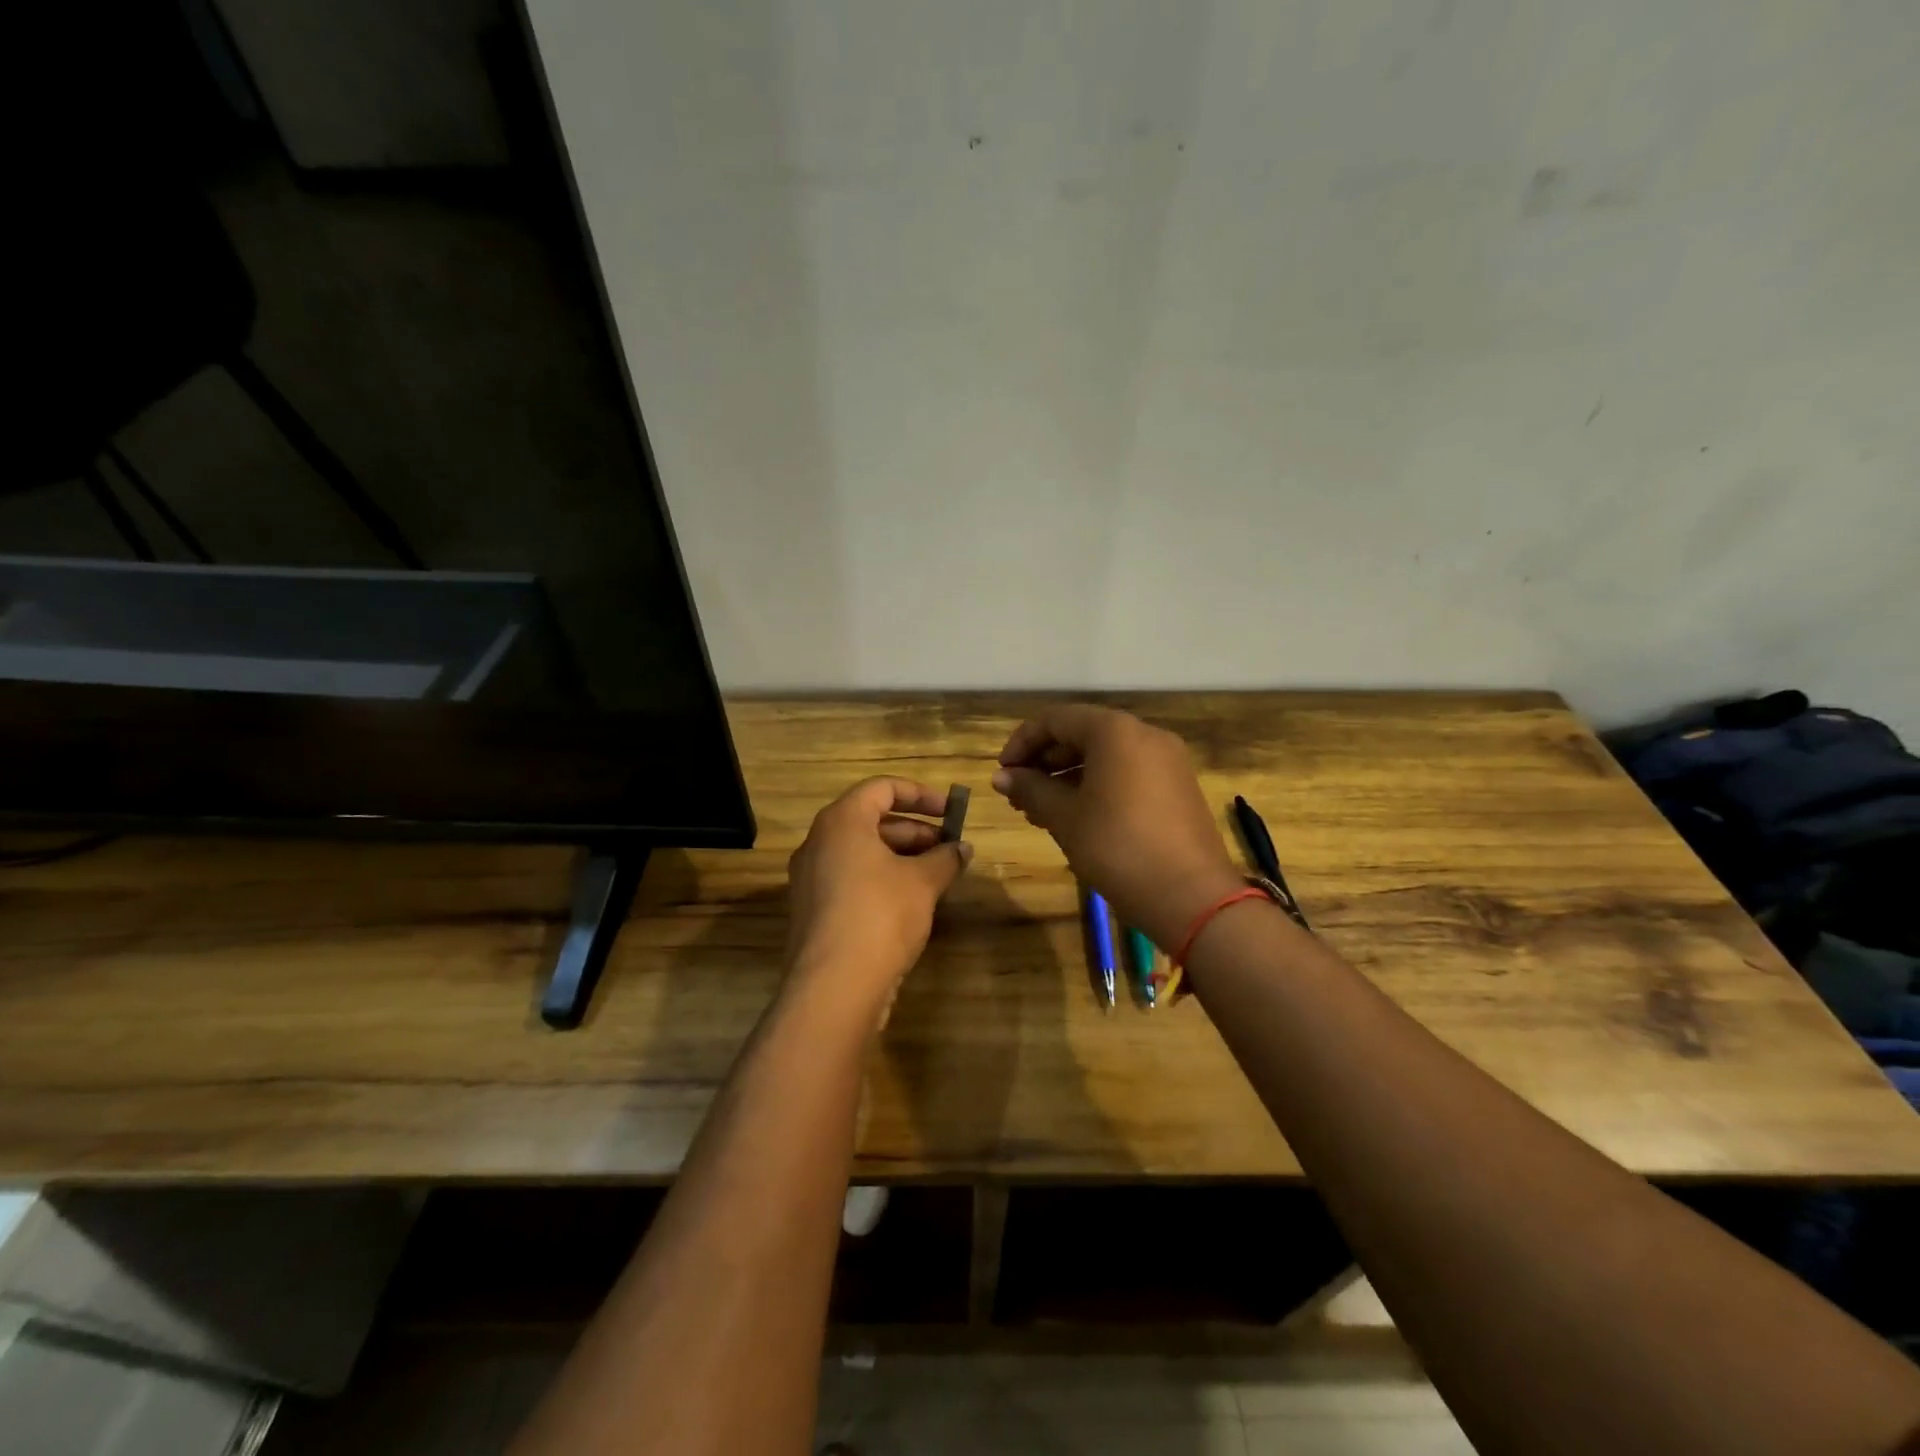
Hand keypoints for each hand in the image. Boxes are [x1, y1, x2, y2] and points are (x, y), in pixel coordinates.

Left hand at [784, 777, 971, 1024]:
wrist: (834, 987)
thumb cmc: (880, 915)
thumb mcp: (922, 882)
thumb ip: (945, 858)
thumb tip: (963, 848)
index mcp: (841, 822)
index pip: (882, 788)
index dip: (920, 794)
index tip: (950, 811)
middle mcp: (819, 843)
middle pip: (871, 820)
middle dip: (915, 831)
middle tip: (949, 848)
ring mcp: (811, 878)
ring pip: (862, 853)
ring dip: (901, 857)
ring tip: (938, 875)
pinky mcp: (814, 910)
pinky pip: (851, 879)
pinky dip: (882, 879)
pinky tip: (912, 902)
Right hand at [991, 705, 1241, 948]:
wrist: (1191, 896)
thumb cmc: (1117, 847)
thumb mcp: (1065, 817)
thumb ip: (1031, 789)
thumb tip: (1002, 776)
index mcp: (1115, 731)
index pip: (1056, 719)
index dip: (1022, 743)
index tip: (1002, 774)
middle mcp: (1145, 734)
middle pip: (1082, 734)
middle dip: (1045, 762)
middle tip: (1019, 796)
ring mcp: (1167, 761)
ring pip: (1105, 756)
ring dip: (1068, 777)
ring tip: (1041, 812)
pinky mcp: (1178, 787)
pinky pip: (1128, 774)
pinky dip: (1098, 787)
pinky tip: (1077, 817)